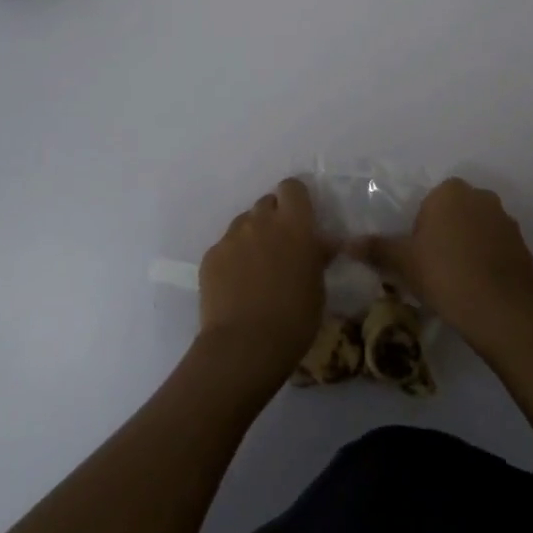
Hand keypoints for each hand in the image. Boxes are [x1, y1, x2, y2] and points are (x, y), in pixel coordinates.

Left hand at [197, 178, 331, 381]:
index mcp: (294, 224)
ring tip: (255, 268)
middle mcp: (260, 221)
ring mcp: (232, 236)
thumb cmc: (294, 318)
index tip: (300, 218)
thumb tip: (321, 242)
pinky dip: (232, 258)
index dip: (295, 199)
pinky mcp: (211, 255)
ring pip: (244, 223)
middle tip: (279, 246)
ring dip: (252, 236)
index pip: (292, 187)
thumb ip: (316, 255)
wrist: (245, 345)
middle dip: (273, 218)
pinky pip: (225, 246)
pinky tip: (236, 284)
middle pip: (266, 202)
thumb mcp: (318, 286)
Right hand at [348, 178, 532, 348]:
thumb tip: (346, 243)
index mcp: (450, 192)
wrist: (501, 310)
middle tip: (434, 266)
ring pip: (478, 229)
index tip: (418, 254)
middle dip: (446, 232)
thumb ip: (376, 248)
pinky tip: (479, 286)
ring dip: (469, 245)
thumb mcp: (403, 262)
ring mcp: (506, 220)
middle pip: (455, 212)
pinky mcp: (523, 245)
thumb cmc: (444, 274)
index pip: (430, 201)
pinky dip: (488, 261)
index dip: (422, 227)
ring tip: (458, 279)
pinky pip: (497, 247)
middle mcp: (481, 197)